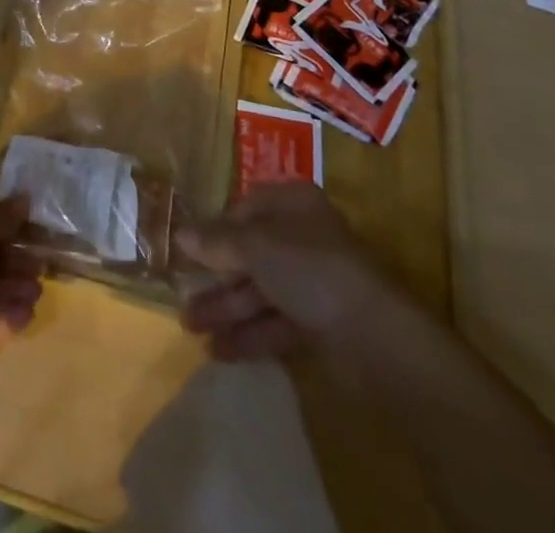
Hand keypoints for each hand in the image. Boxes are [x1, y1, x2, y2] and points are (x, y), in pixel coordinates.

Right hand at [178, 181, 396, 361]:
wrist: (374, 334)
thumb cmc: (310, 268)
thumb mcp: (255, 246)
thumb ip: (216, 242)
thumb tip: (180, 234)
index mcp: (292, 204)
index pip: (245, 209)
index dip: (216, 229)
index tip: (189, 251)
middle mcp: (302, 236)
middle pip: (250, 253)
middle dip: (216, 277)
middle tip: (183, 299)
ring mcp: (313, 281)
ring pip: (260, 289)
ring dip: (226, 308)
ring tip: (191, 329)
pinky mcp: (320, 321)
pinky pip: (276, 321)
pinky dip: (249, 333)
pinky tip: (219, 350)